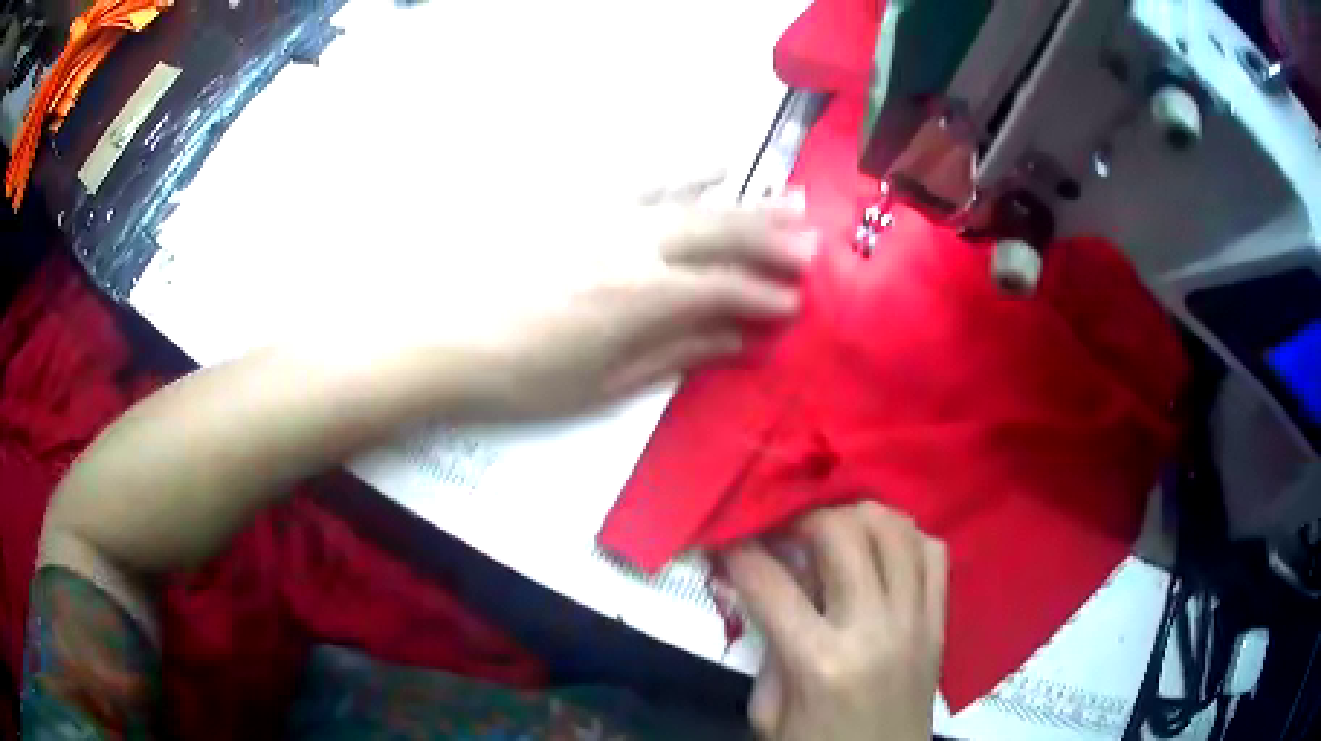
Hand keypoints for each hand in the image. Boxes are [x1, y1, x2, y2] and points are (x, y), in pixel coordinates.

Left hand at [456, 193, 815, 417]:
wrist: (444, 336)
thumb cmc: (522, 376)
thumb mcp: (603, 383)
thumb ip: (675, 355)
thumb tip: (736, 341)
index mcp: (643, 298)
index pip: (725, 290)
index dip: (766, 297)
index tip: (796, 305)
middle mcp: (636, 244)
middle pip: (721, 234)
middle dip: (773, 240)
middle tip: (814, 244)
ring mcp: (608, 215)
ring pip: (694, 200)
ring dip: (747, 201)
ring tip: (790, 199)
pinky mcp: (582, 201)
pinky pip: (646, 178)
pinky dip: (686, 171)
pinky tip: (715, 163)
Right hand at [724, 502, 947, 740]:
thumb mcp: (769, 711)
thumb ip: (767, 645)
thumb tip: (763, 586)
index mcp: (818, 662)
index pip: (770, 583)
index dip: (740, 552)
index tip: (730, 540)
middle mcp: (872, 630)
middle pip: (843, 533)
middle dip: (804, 517)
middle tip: (787, 529)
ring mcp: (915, 622)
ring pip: (896, 530)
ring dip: (859, 516)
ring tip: (835, 529)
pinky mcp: (941, 623)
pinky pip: (934, 554)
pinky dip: (907, 538)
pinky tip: (883, 551)